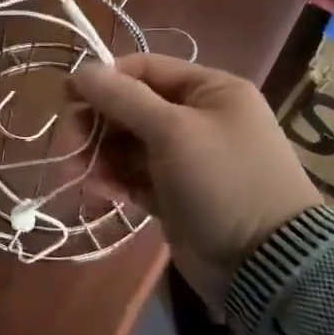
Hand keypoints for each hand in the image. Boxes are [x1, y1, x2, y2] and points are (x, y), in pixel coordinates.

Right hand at [67, 54, 322, 309]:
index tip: (67, 96)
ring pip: (129, 142)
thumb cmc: (223, 181)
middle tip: (70, 143)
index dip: (105, 78)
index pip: (146, 68)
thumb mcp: (173, 131)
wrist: (266, 266)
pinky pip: (135, 174)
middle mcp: (199, 117)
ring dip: (101, 154)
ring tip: (81, 174)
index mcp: (211, 90)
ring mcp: (187, 158)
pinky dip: (115, 178)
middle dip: (99, 122)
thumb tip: (81, 71)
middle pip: (132, 106)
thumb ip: (124, 98)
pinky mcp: (175, 193)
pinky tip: (99, 191)